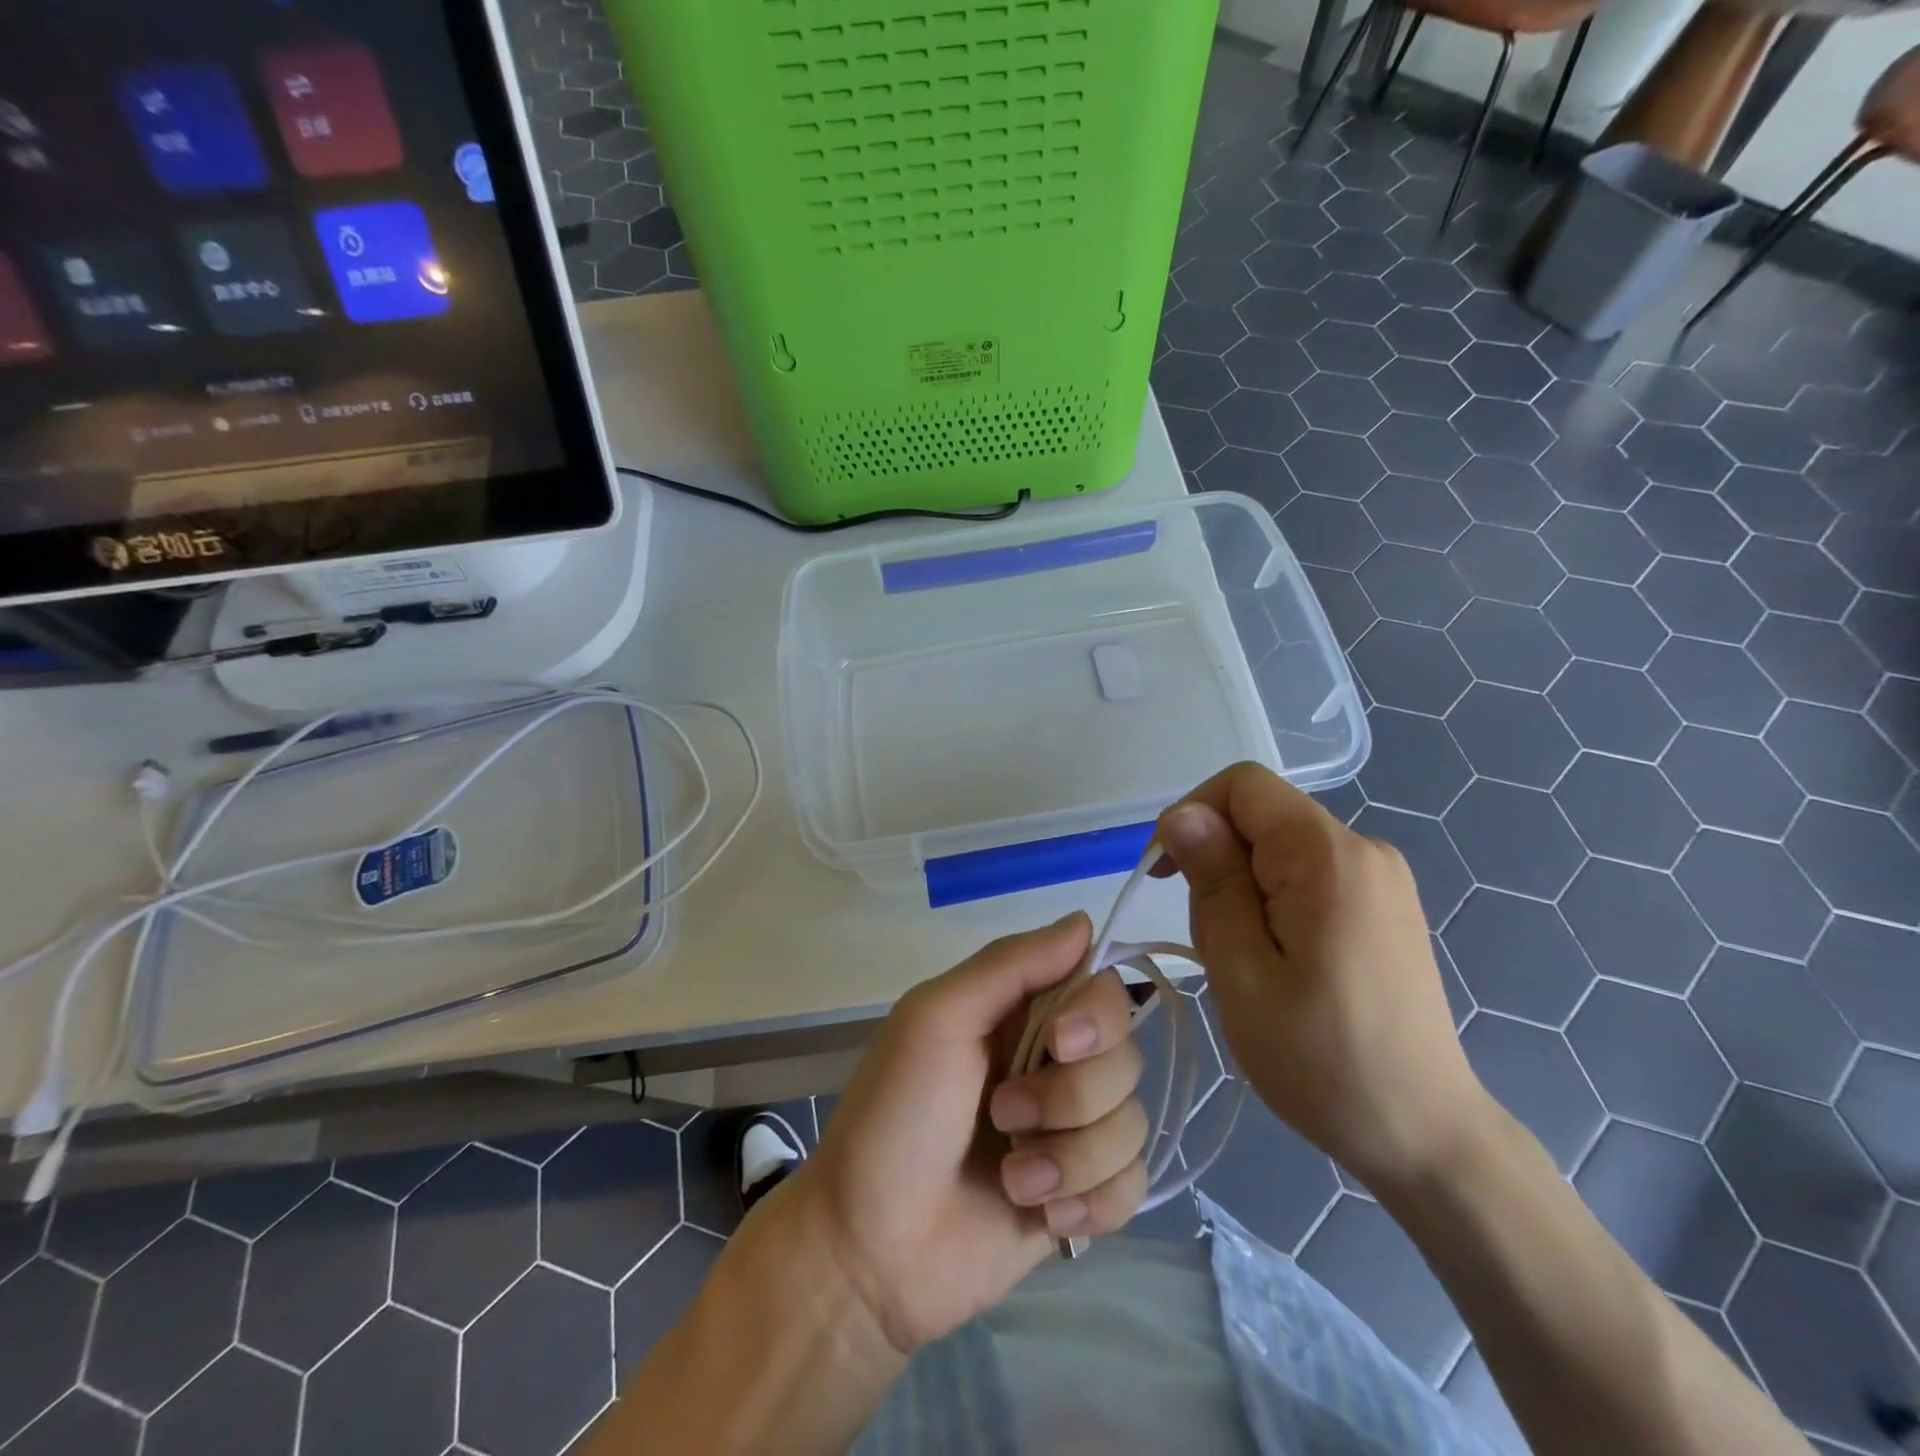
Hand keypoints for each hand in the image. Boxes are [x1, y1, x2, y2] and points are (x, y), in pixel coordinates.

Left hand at [770, 915, 1148, 1355]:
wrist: (870, 1251)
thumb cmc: (894, 1117)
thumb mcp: (936, 1019)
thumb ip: (1009, 964)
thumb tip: (1084, 920)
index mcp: (1019, 1014)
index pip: (1102, 988)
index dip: (1096, 1016)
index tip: (1060, 1043)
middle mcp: (1053, 1063)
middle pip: (1126, 1056)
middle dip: (1073, 1096)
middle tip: (1005, 1116)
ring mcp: (1070, 1132)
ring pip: (1132, 1123)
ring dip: (1071, 1158)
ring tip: (1014, 1178)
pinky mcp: (1081, 1196)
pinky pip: (1134, 1186)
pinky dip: (1091, 1202)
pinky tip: (1042, 1215)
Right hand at [1155, 763, 1491, 1195]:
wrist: (1423, 1134)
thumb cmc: (1319, 1059)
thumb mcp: (1241, 970)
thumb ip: (1213, 882)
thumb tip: (1182, 815)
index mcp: (1327, 856)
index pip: (1242, 785)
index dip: (1192, 814)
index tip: (1167, 876)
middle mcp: (1363, 849)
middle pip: (1260, 817)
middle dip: (1218, 864)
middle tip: (1214, 943)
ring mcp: (1381, 877)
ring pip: (1278, 848)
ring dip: (1241, 889)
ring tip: (1245, 963)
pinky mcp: (1384, 904)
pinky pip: (1306, 873)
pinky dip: (1272, 901)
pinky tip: (1276, 961)